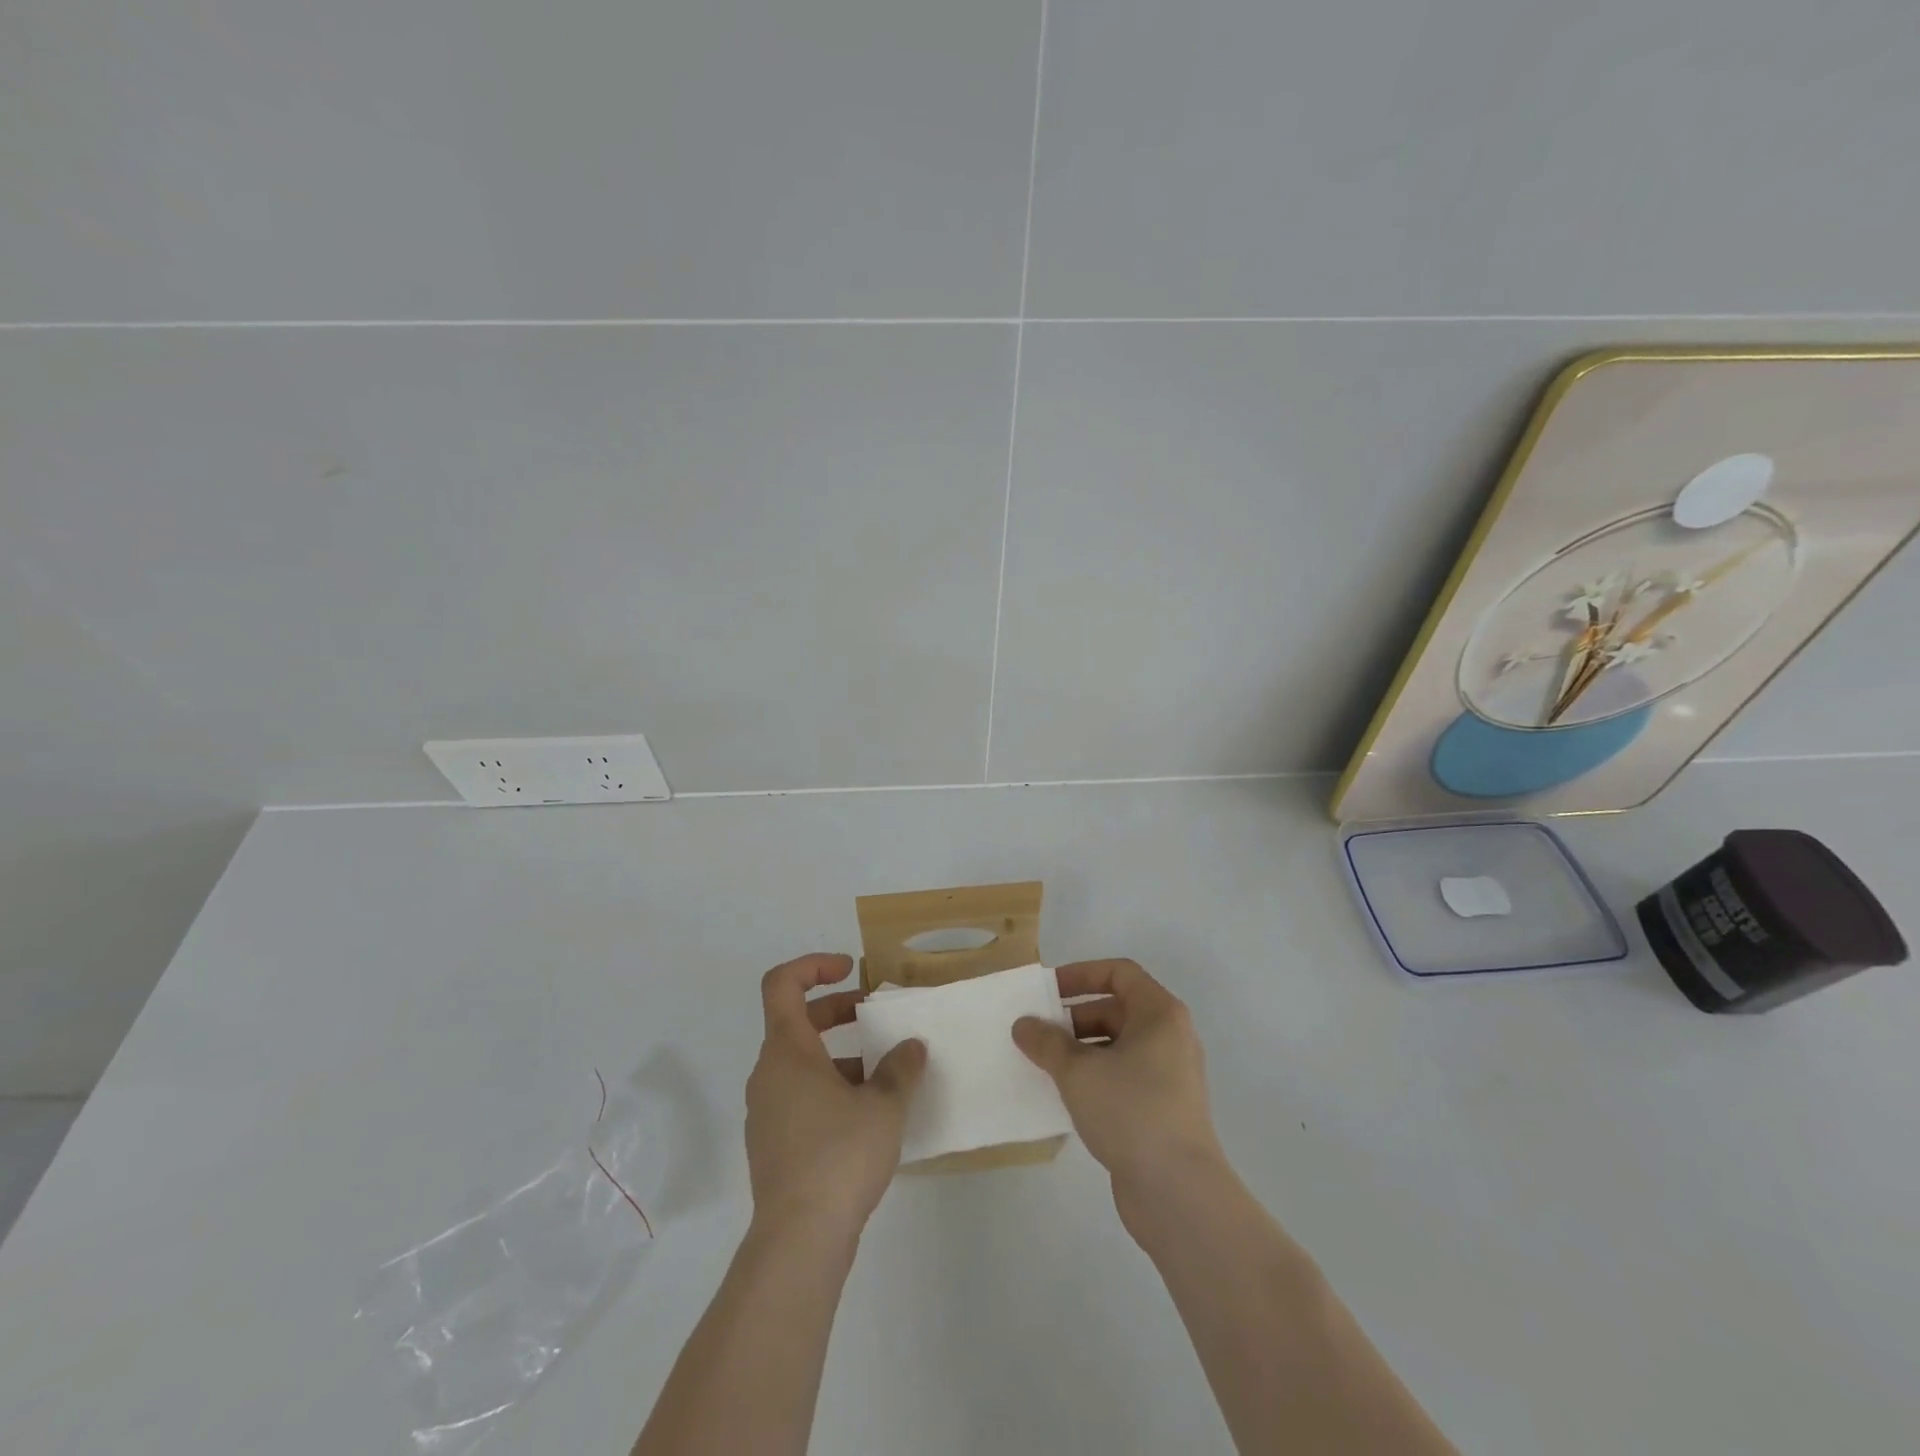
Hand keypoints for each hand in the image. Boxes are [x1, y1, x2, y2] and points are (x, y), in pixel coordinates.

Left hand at [744, 954, 926, 1246]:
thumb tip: (911, 1047)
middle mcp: (769, 1074)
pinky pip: (801, 1096)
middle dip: (839, 1010)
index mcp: (787, 1051)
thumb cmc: (839, 1156)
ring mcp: (767, 1110)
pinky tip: (869, 1115)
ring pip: (802, 1062)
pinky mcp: (773, 1143)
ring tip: (885, 1072)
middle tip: (877, 1015)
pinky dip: (831, 1087)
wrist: (798, 1241)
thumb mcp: (883, 1106)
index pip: (782, 984)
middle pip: (797, 1021)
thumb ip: (900, 1068)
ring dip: (841, 1055)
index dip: (814, 965)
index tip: (852, 972)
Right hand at [1013, 959, 1226, 1236]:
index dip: (1081, 974)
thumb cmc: (1131, 1110)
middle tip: (1038, 1034)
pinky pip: (1122, 1077)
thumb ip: (1047, 1042)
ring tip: (1044, 1066)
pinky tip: (1065, 1097)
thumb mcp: (1078, 1071)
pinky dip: (1094, 1078)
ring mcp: (1169, 1076)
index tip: (1047, 991)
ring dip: (1080, 1051)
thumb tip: (1024, 1025)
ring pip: (1117, 1047)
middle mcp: (1170, 1037)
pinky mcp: (1162, 1109)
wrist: (1179, 1191)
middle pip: (1116, 1010)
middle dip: (1074, 1018)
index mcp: (1159, 1014)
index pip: (1119, 973)